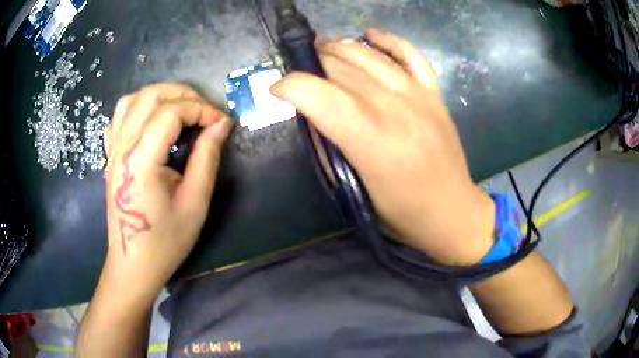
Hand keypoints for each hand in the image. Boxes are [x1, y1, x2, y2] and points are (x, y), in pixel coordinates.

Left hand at [101, 83, 232, 306]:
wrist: (133, 263)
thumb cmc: (165, 241)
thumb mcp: (194, 203)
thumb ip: (206, 158)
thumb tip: (221, 125)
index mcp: (141, 160)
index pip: (171, 112)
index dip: (201, 110)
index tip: (221, 123)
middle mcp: (122, 146)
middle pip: (151, 96)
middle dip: (184, 95)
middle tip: (205, 112)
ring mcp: (113, 150)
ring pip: (132, 100)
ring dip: (160, 96)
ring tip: (181, 109)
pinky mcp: (110, 156)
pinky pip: (119, 117)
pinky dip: (138, 108)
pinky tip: (151, 121)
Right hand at [272, 29, 494, 265]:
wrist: (451, 212)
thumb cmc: (399, 211)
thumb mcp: (352, 189)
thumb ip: (328, 148)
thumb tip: (312, 115)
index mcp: (368, 137)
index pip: (317, 93)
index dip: (289, 85)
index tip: (277, 90)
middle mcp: (392, 107)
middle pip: (340, 68)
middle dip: (311, 63)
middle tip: (299, 70)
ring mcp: (417, 95)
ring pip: (369, 55)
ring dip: (339, 47)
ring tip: (322, 48)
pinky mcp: (433, 93)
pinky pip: (410, 54)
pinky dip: (389, 41)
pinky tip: (370, 35)